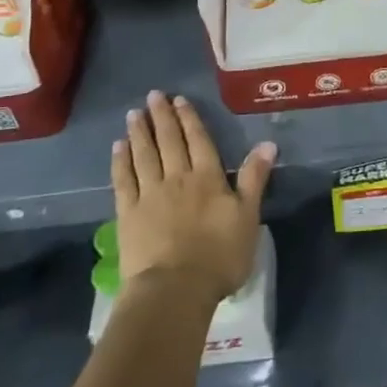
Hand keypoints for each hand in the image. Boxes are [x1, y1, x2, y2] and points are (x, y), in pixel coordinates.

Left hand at [111, 91, 275, 303]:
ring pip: (144, 155)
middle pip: (169, 141)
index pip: (198, 140)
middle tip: (153, 96)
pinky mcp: (128, 214)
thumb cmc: (218, 256)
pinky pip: (123, 180)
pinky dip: (120, 161)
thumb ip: (255, 179)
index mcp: (208, 177)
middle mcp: (177, 178)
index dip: (189, 119)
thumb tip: (268, 143)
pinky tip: (117, 148)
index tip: (179, 99)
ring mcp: (149, 195)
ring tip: (134, 114)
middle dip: (162, 117)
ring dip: (140, 133)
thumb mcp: (248, 217)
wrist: (174, 290)